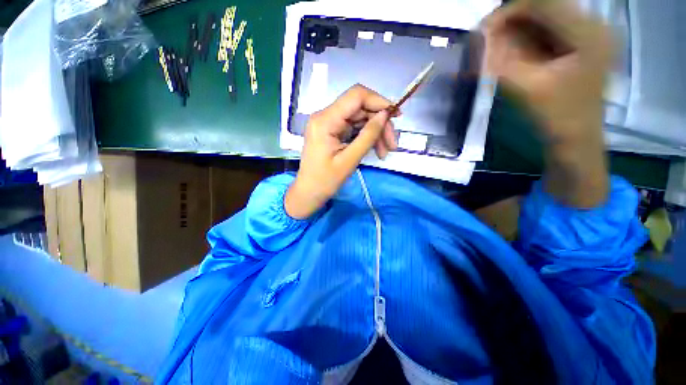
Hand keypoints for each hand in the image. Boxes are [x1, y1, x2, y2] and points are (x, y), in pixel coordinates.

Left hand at [285, 84, 396, 218]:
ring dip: (375, 133)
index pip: (356, 96)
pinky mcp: (332, 131)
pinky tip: (375, 150)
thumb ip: (367, 136)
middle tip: (392, 145)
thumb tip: (385, 115)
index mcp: (325, 120)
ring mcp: (329, 123)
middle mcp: (326, 116)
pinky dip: (367, 137)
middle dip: (380, 124)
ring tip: (384, 152)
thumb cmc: (325, 180)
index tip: (396, 116)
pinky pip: (354, 128)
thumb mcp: (349, 160)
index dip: (379, 101)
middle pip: (360, 109)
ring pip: (360, 119)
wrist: (309, 192)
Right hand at [484, 0, 612, 206]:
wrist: (577, 138)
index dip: (509, 11)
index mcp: (588, 33)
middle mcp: (594, 25)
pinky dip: (528, 37)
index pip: (544, 2)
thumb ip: (502, 59)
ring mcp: (590, 33)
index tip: (483, 30)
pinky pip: (550, 30)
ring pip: (546, 17)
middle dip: (512, 20)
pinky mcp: (583, 44)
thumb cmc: (556, 116)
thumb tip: (480, 35)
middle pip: (546, 6)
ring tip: (498, 47)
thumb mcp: (526, 87)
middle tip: (488, 40)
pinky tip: (516, 51)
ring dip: (519, 29)